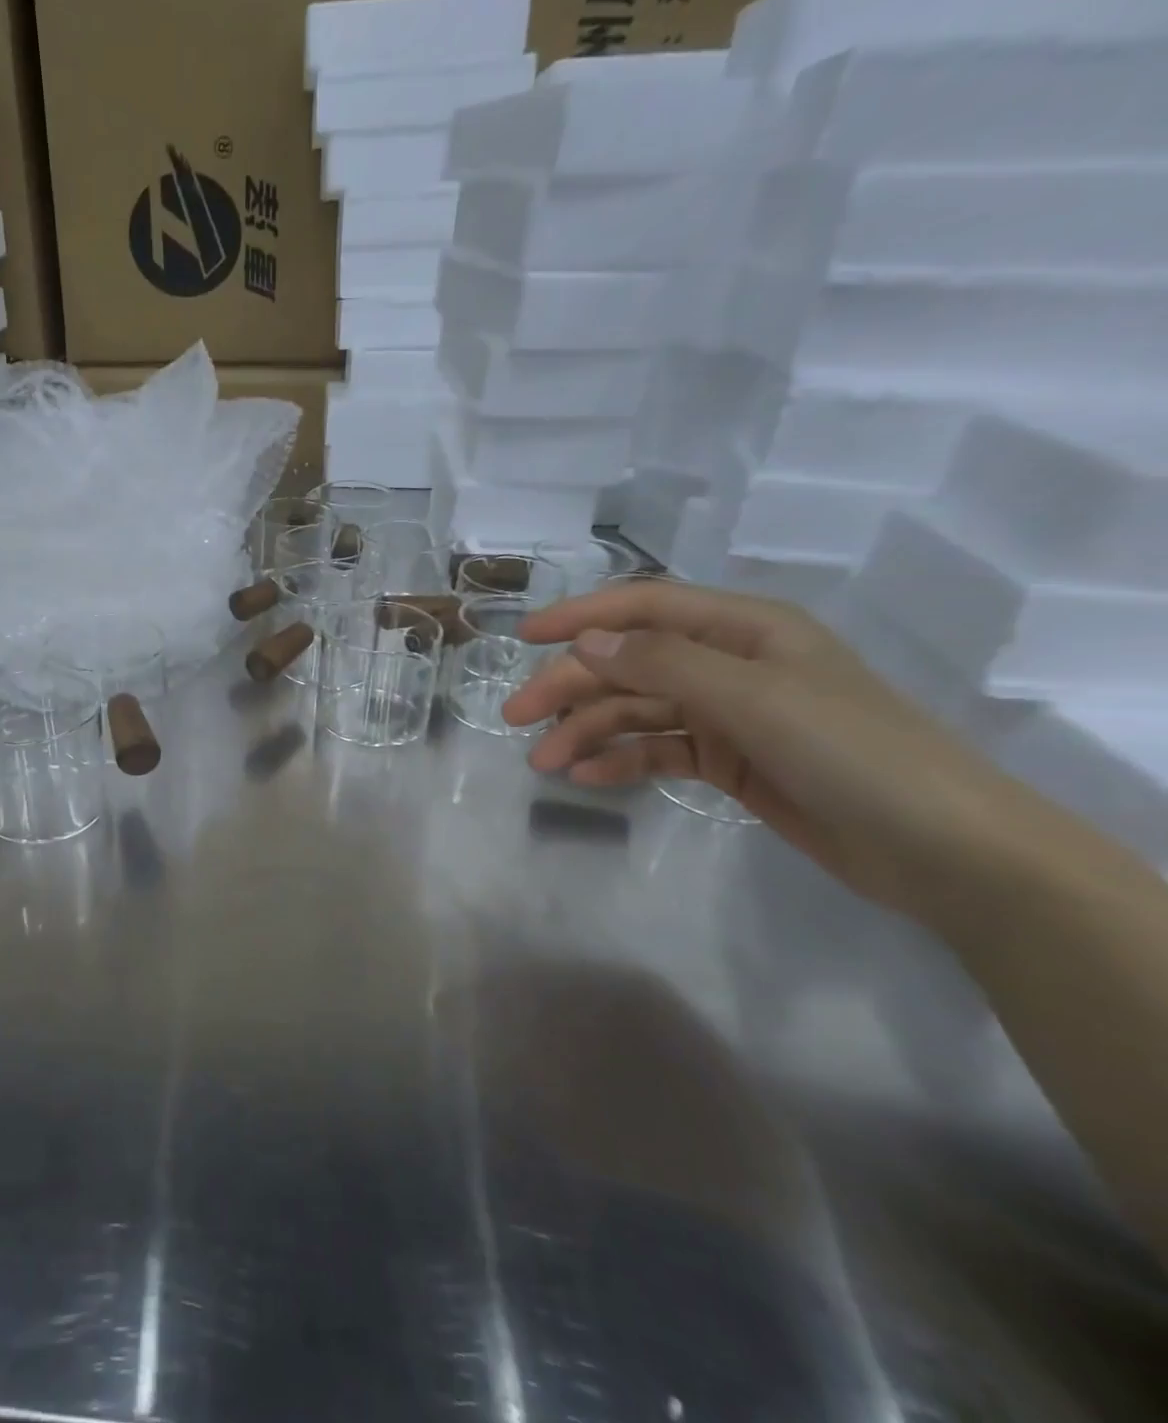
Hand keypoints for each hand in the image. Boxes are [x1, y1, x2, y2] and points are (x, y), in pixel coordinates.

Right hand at [502, 581, 1058, 918]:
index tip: (522, 638)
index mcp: (744, 628)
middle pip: (628, 662)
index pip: (644, 606)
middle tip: (514, 718)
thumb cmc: (853, 752)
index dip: (580, 617)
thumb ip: (663, 664)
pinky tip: (587, 776)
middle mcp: (729, 663)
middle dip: (570, 686)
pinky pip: (657, 750)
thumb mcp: (753, 698)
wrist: (943, 850)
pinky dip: (620, 759)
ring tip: (544, 762)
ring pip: (636, 709)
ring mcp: (728, 714)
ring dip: (587, 731)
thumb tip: (584, 644)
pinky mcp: (727, 760)